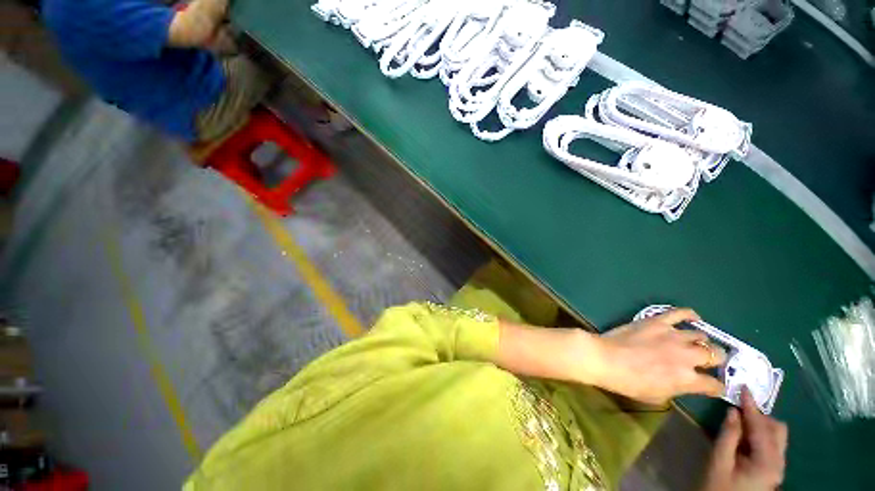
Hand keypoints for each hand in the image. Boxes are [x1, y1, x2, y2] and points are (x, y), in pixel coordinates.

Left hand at [587, 308, 725, 404]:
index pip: (714, 385)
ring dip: (702, 341)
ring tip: (696, 343)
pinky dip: (689, 314)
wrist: (606, 359)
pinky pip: (679, 313)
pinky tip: (694, 318)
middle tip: (708, 362)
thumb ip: (677, 390)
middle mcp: (687, 356)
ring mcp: (673, 335)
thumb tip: (683, 384)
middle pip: (715, 354)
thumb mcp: (657, 397)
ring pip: (701, 335)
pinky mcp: (657, 321)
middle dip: (716, 360)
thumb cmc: (628, 382)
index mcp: (687, 379)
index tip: (714, 387)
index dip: (717, 387)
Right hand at [701, 387, 787, 490]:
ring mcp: (777, 467)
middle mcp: (778, 463)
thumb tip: (733, 411)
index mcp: (767, 462)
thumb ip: (728, 436)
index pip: (761, 427)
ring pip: (776, 436)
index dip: (751, 406)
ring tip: (740, 421)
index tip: (744, 387)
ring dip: (760, 424)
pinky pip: (771, 444)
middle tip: (738, 408)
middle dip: (759, 416)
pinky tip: (745, 435)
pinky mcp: (772, 469)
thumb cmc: (719, 486)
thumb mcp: (719, 462)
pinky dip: (760, 434)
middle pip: (777, 429)